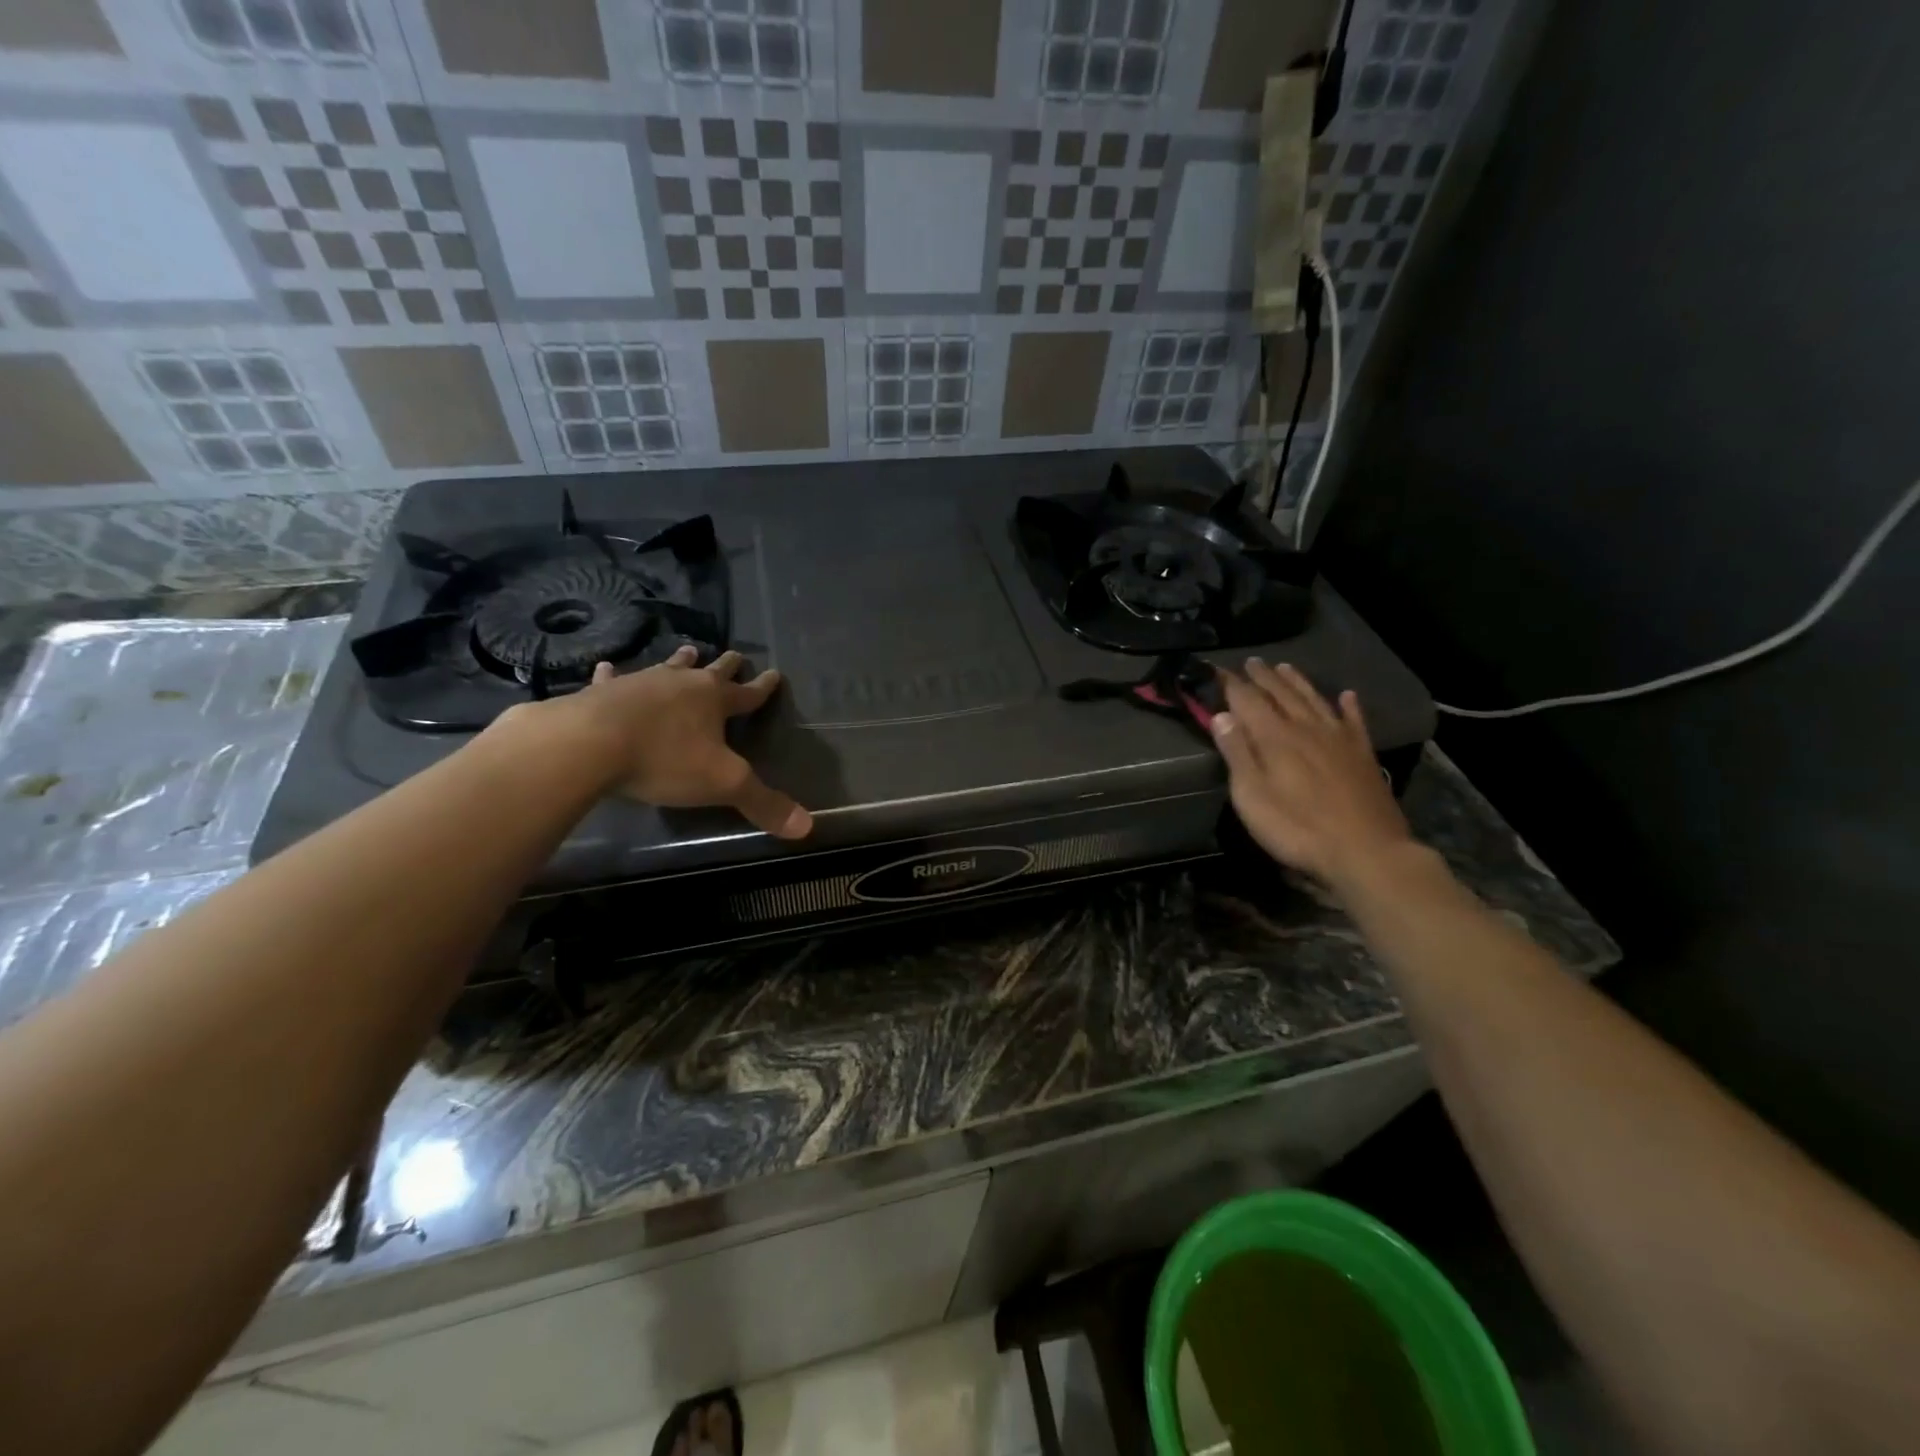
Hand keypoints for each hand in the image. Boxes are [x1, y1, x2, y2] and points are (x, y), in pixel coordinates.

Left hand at [535, 645, 811, 838]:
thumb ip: (763, 803)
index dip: (763, 688)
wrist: (590, 744)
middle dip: (726, 666)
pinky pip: (613, 679)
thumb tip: (807, 827)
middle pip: (711, 671)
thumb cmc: (665, 760)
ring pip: (668, 667)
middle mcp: (682, 685)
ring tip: (689, 649)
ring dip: (680, 661)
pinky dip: (614, 675)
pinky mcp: (603, 692)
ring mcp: (641, 684)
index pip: (748, 694)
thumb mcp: (723, 785)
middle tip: (736, 653)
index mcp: (715, 702)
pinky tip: (608, 669)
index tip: (775, 674)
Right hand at [1211, 659, 1411, 889]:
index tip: (1216, 669)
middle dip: (1263, 677)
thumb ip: (1237, 753)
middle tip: (1251, 661)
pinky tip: (1347, 696)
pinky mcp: (1363, 755)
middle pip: (1281, 694)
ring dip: (1297, 682)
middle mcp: (1307, 728)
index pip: (1247, 700)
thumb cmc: (1297, 828)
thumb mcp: (1251, 796)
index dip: (1230, 684)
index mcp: (1275, 737)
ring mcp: (1339, 739)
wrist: (1366, 851)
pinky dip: (1349, 706)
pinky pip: (1354, 721)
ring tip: (1285, 667)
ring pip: (1314, 700)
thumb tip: (1222, 715)